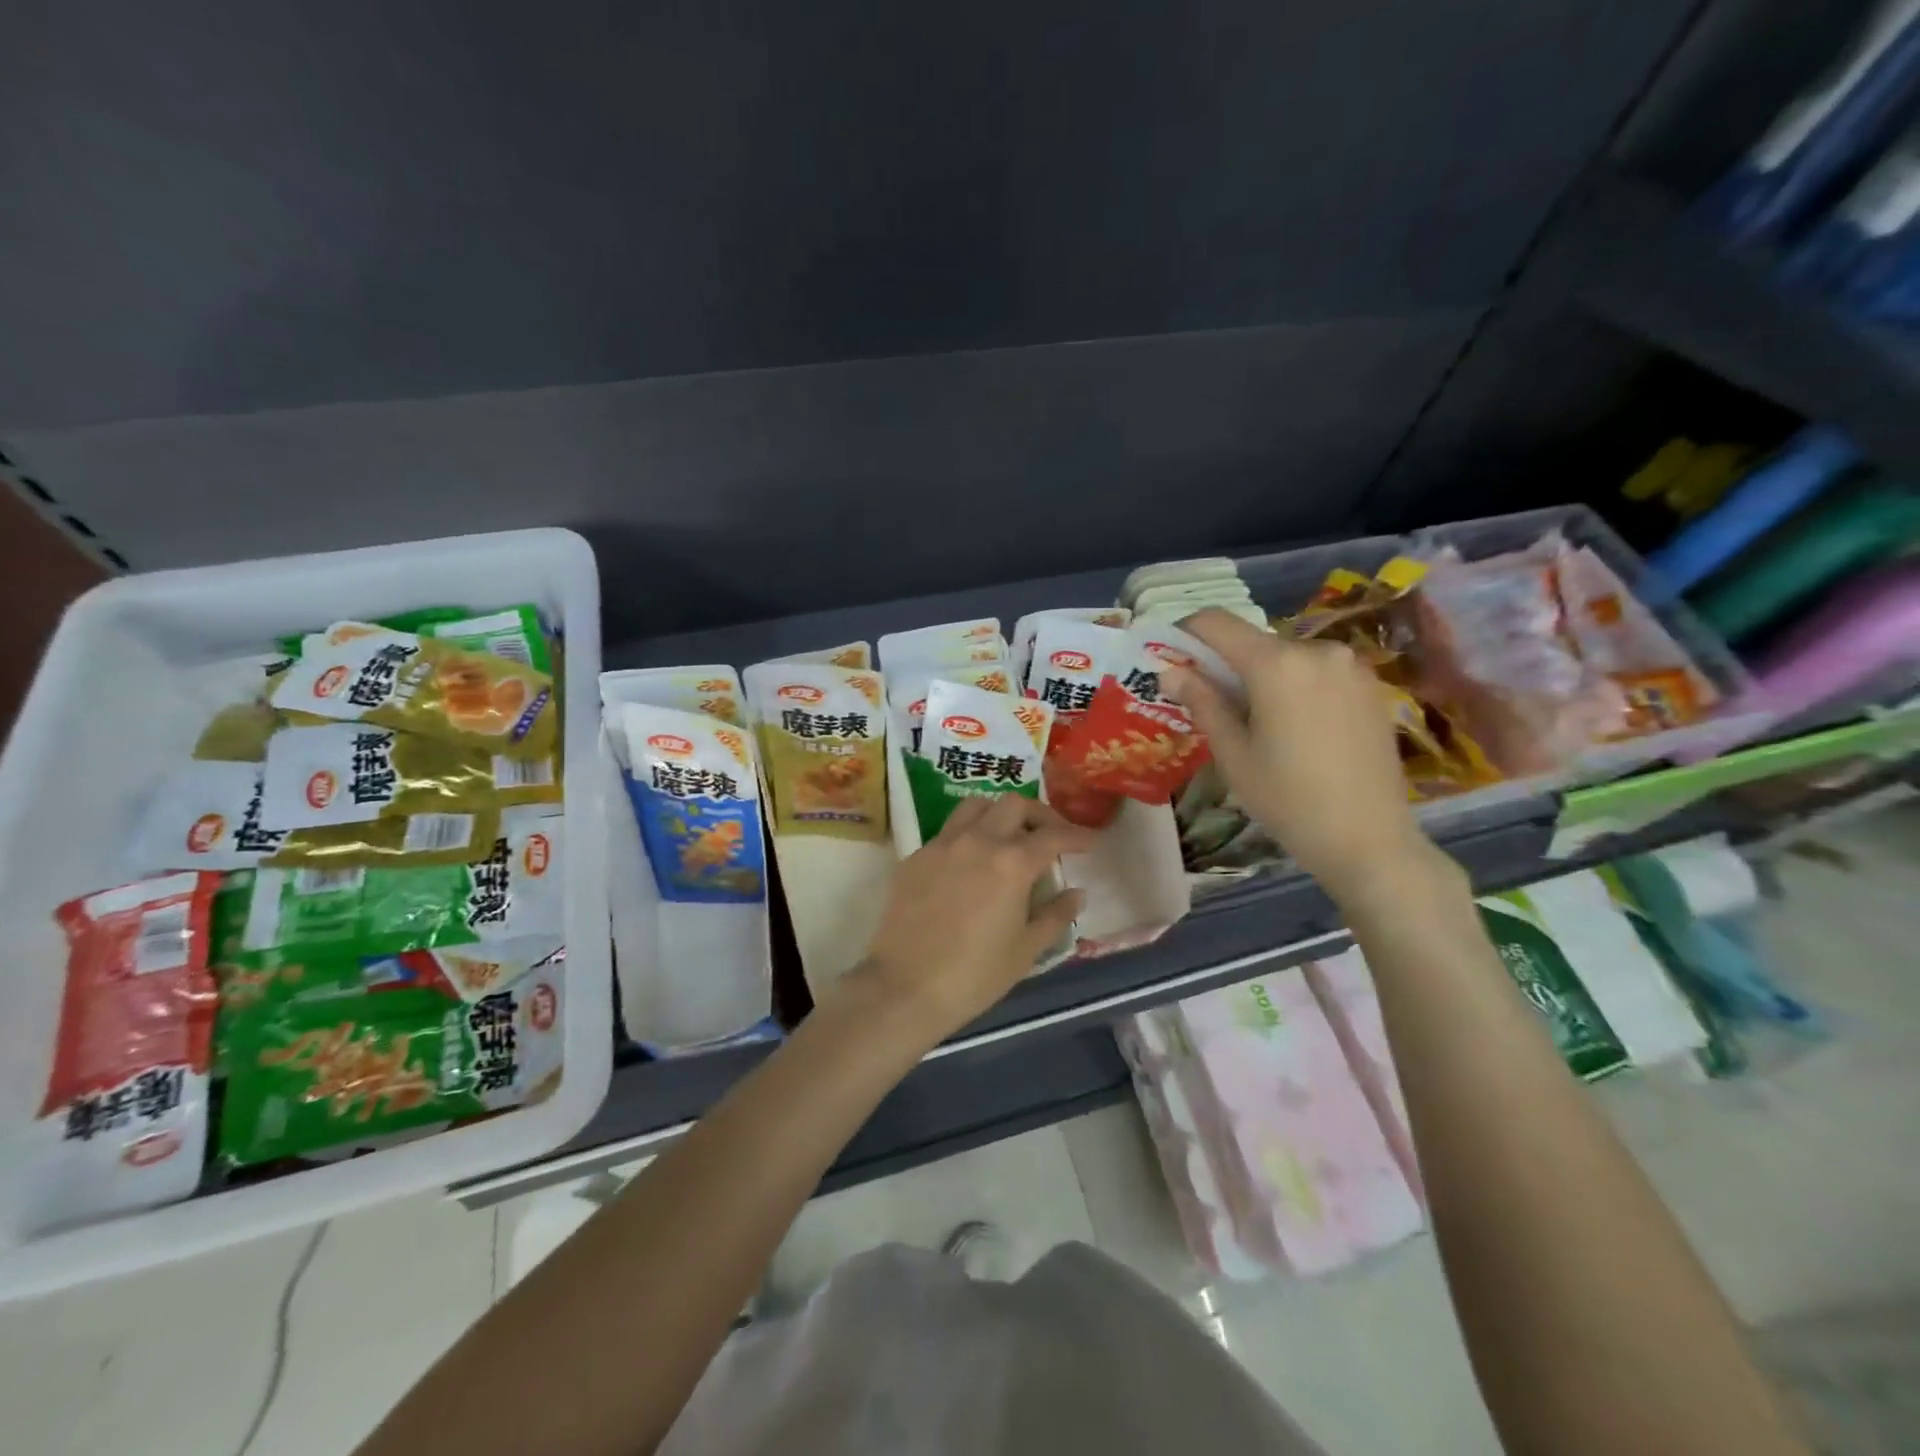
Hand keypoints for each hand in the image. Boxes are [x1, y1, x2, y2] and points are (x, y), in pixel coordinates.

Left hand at [844, 795, 1092, 1045]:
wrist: (904, 987)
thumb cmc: (974, 975)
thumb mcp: (1026, 950)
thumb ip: (1056, 915)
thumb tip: (1076, 892)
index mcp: (1011, 863)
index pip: (1053, 836)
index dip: (1076, 836)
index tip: (1090, 842)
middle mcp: (977, 841)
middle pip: (1014, 805)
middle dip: (1039, 815)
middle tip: (1050, 836)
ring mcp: (942, 844)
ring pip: (976, 807)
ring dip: (999, 814)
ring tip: (1009, 837)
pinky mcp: (915, 856)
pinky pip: (948, 832)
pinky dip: (968, 835)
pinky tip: (971, 863)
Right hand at [1162, 608, 1442, 906]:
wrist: (1368, 839)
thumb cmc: (1287, 799)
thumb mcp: (1233, 754)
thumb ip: (1202, 702)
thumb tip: (1169, 672)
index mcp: (1276, 664)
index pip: (1216, 622)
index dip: (1186, 633)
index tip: (1172, 659)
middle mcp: (1317, 650)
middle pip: (1254, 641)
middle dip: (1226, 664)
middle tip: (1212, 704)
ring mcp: (1351, 666)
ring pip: (1287, 656)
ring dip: (1263, 676)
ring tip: (1258, 723)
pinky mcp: (1371, 685)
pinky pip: (1318, 671)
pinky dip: (1296, 686)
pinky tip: (1297, 728)